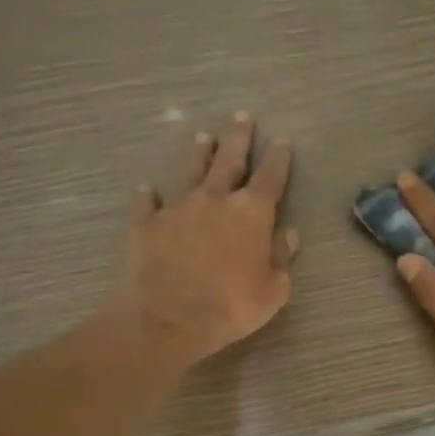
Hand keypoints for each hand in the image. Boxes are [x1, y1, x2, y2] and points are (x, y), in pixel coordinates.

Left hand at [117, 112, 297, 375]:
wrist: (168, 319)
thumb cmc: (231, 307)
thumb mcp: (273, 291)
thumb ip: (282, 259)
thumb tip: (288, 234)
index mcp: (251, 214)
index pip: (270, 178)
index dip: (278, 159)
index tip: (282, 142)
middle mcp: (215, 200)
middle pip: (229, 161)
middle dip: (238, 138)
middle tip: (241, 116)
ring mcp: (177, 209)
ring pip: (190, 171)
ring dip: (198, 154)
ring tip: (202, 137)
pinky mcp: (146, 224)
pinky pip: (147, 202)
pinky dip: (148, 195)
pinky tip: (146, 188)